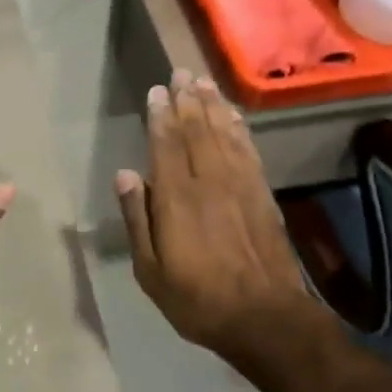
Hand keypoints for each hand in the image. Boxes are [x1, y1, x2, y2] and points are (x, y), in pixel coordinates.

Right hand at [116, 70, 318, 361]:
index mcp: (177, 197)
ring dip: (213, 105)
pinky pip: (248, 150)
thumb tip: (125, 173)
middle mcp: (208, 180)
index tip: (157, 90)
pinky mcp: (262, 194)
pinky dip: (239, 129)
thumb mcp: (151, 270)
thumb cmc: (198, 299)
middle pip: (196, 130)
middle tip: (181, 72)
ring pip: (223, 134)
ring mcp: (239, 184)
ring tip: (204, 82)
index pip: (166, 144)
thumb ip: (138, 218)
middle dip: (187, 99)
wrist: (266, 319)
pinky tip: (234, 116)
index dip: (161, 114)